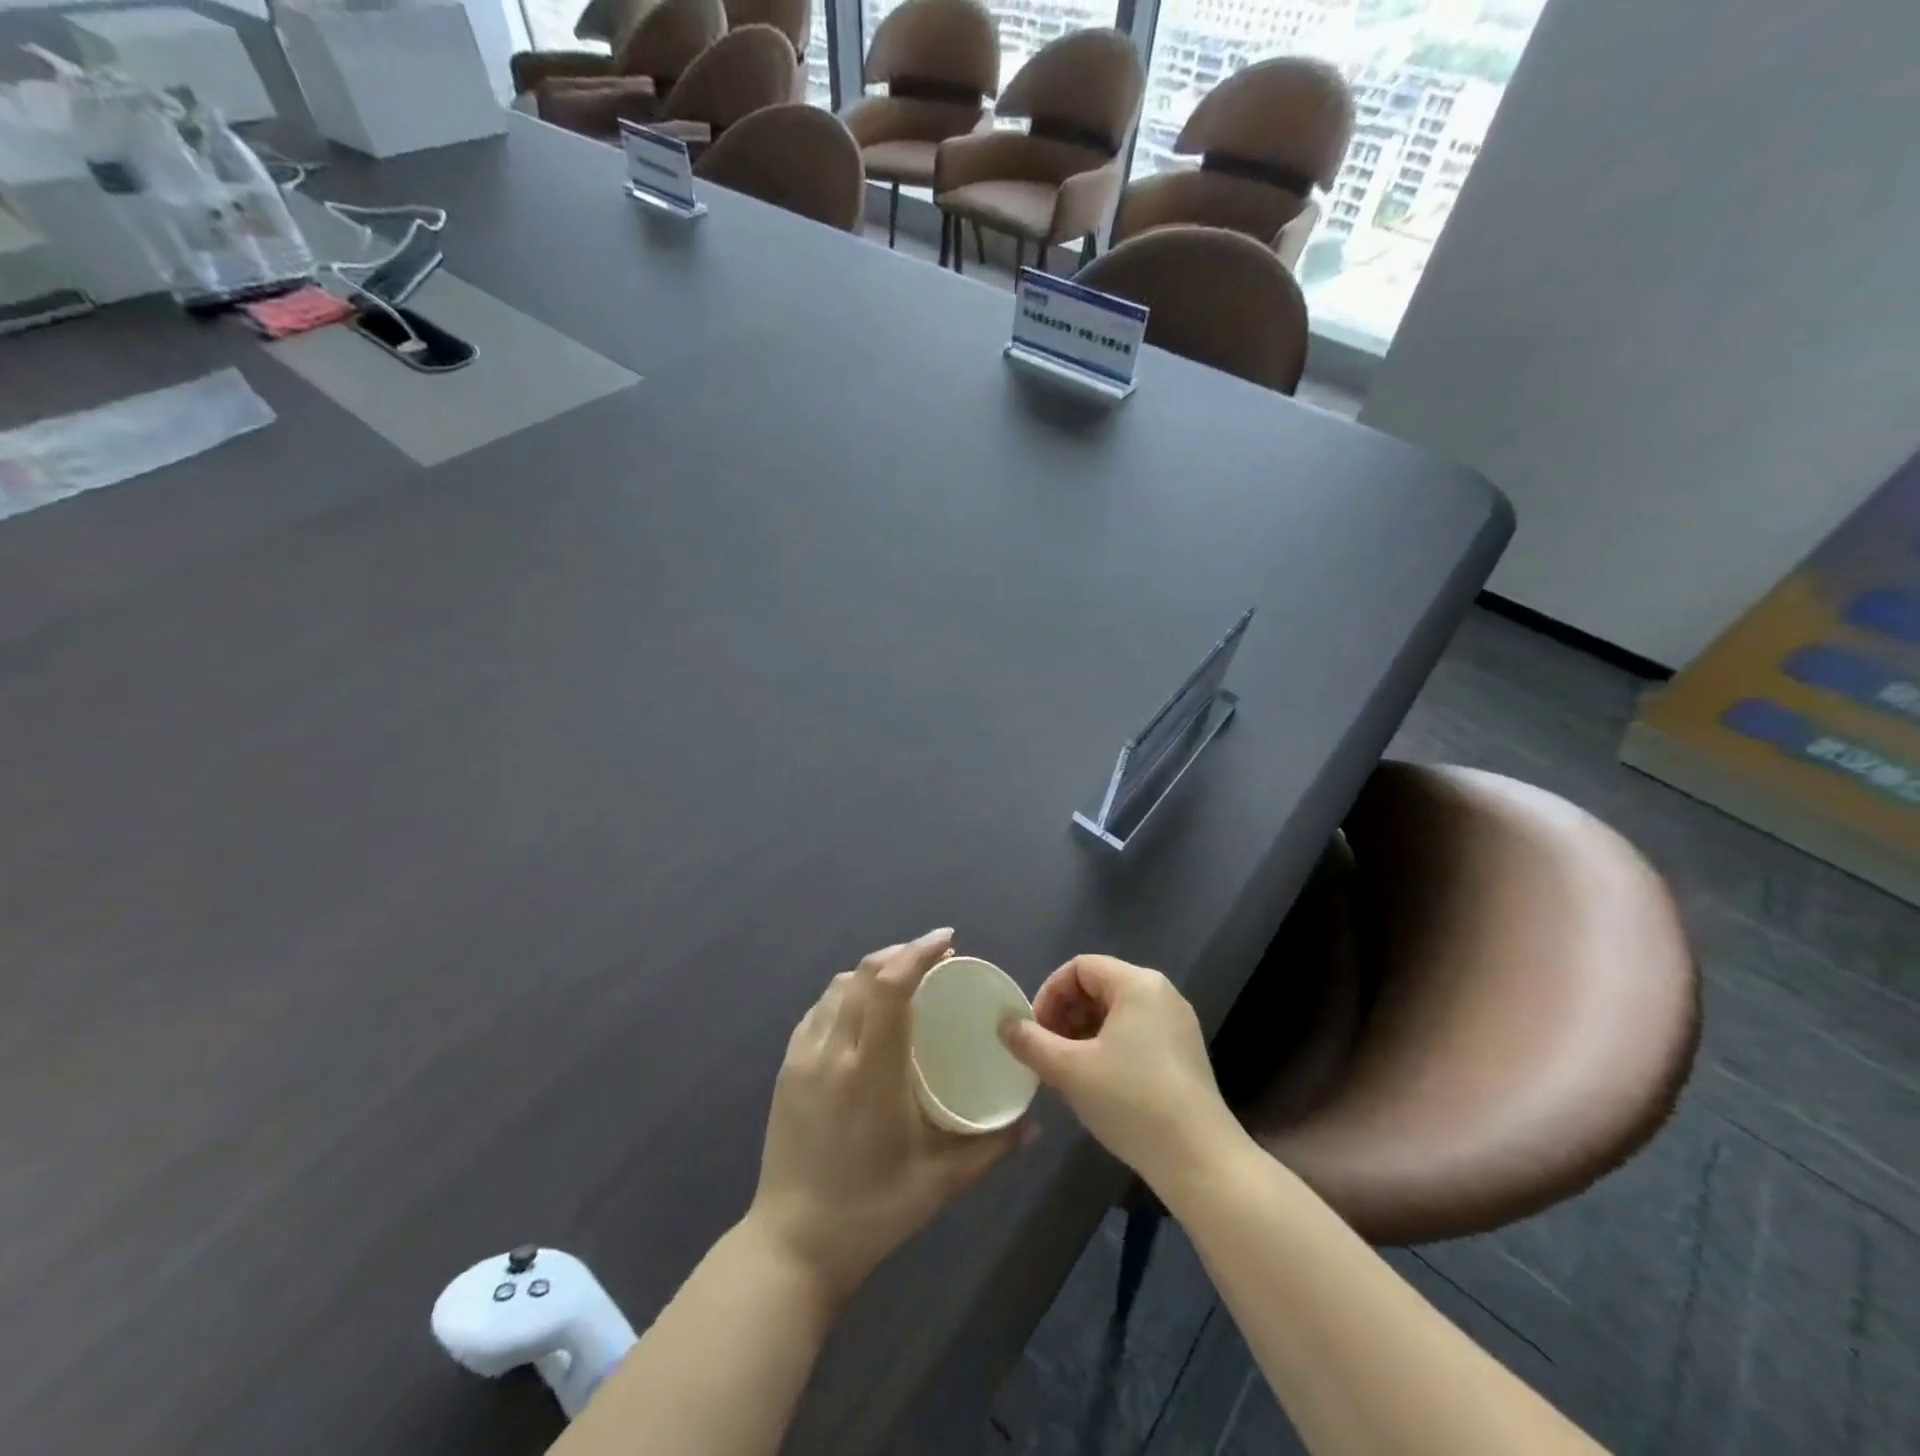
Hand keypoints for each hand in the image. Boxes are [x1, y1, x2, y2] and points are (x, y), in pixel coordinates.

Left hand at [748, 928, 1033, 1301]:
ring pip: (838, 987)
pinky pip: (819, 1010)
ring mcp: (802, 1057)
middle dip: (901, 954)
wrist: (792, 1246)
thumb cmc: (872, 1212)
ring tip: (903, 983)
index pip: (891, 986)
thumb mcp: (941, 1182)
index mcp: (869, 1070)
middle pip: (864, 973)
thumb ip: (991, 1147)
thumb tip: (1033, 1124)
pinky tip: (864, 1015)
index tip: (948, 940)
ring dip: (873, 973)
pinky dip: (846, 996)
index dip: (919, 952)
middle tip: (935, 960)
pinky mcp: (787, 1068)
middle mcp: (831, 1051)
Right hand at [1000, 955, 1241, 1190]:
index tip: (1034, 1031)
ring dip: (1083, 1034)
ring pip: (1116, 1013)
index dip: (1049, 994)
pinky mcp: (1184, 1053)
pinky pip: (1135, 1033)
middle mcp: (1161, 994)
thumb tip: (1005, 1024)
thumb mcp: (1070, 1070)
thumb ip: (1032, 1042)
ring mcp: (1176, 1024)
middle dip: (1065, 1015)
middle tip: (1046, 1052)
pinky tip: (1096, 1083)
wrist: (1199, 1159)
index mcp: (1137, 984)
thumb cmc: (1131, 1101)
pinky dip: (1108, 1047)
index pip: (1079, 968)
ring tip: (1066, 1071)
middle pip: (1098, 987)